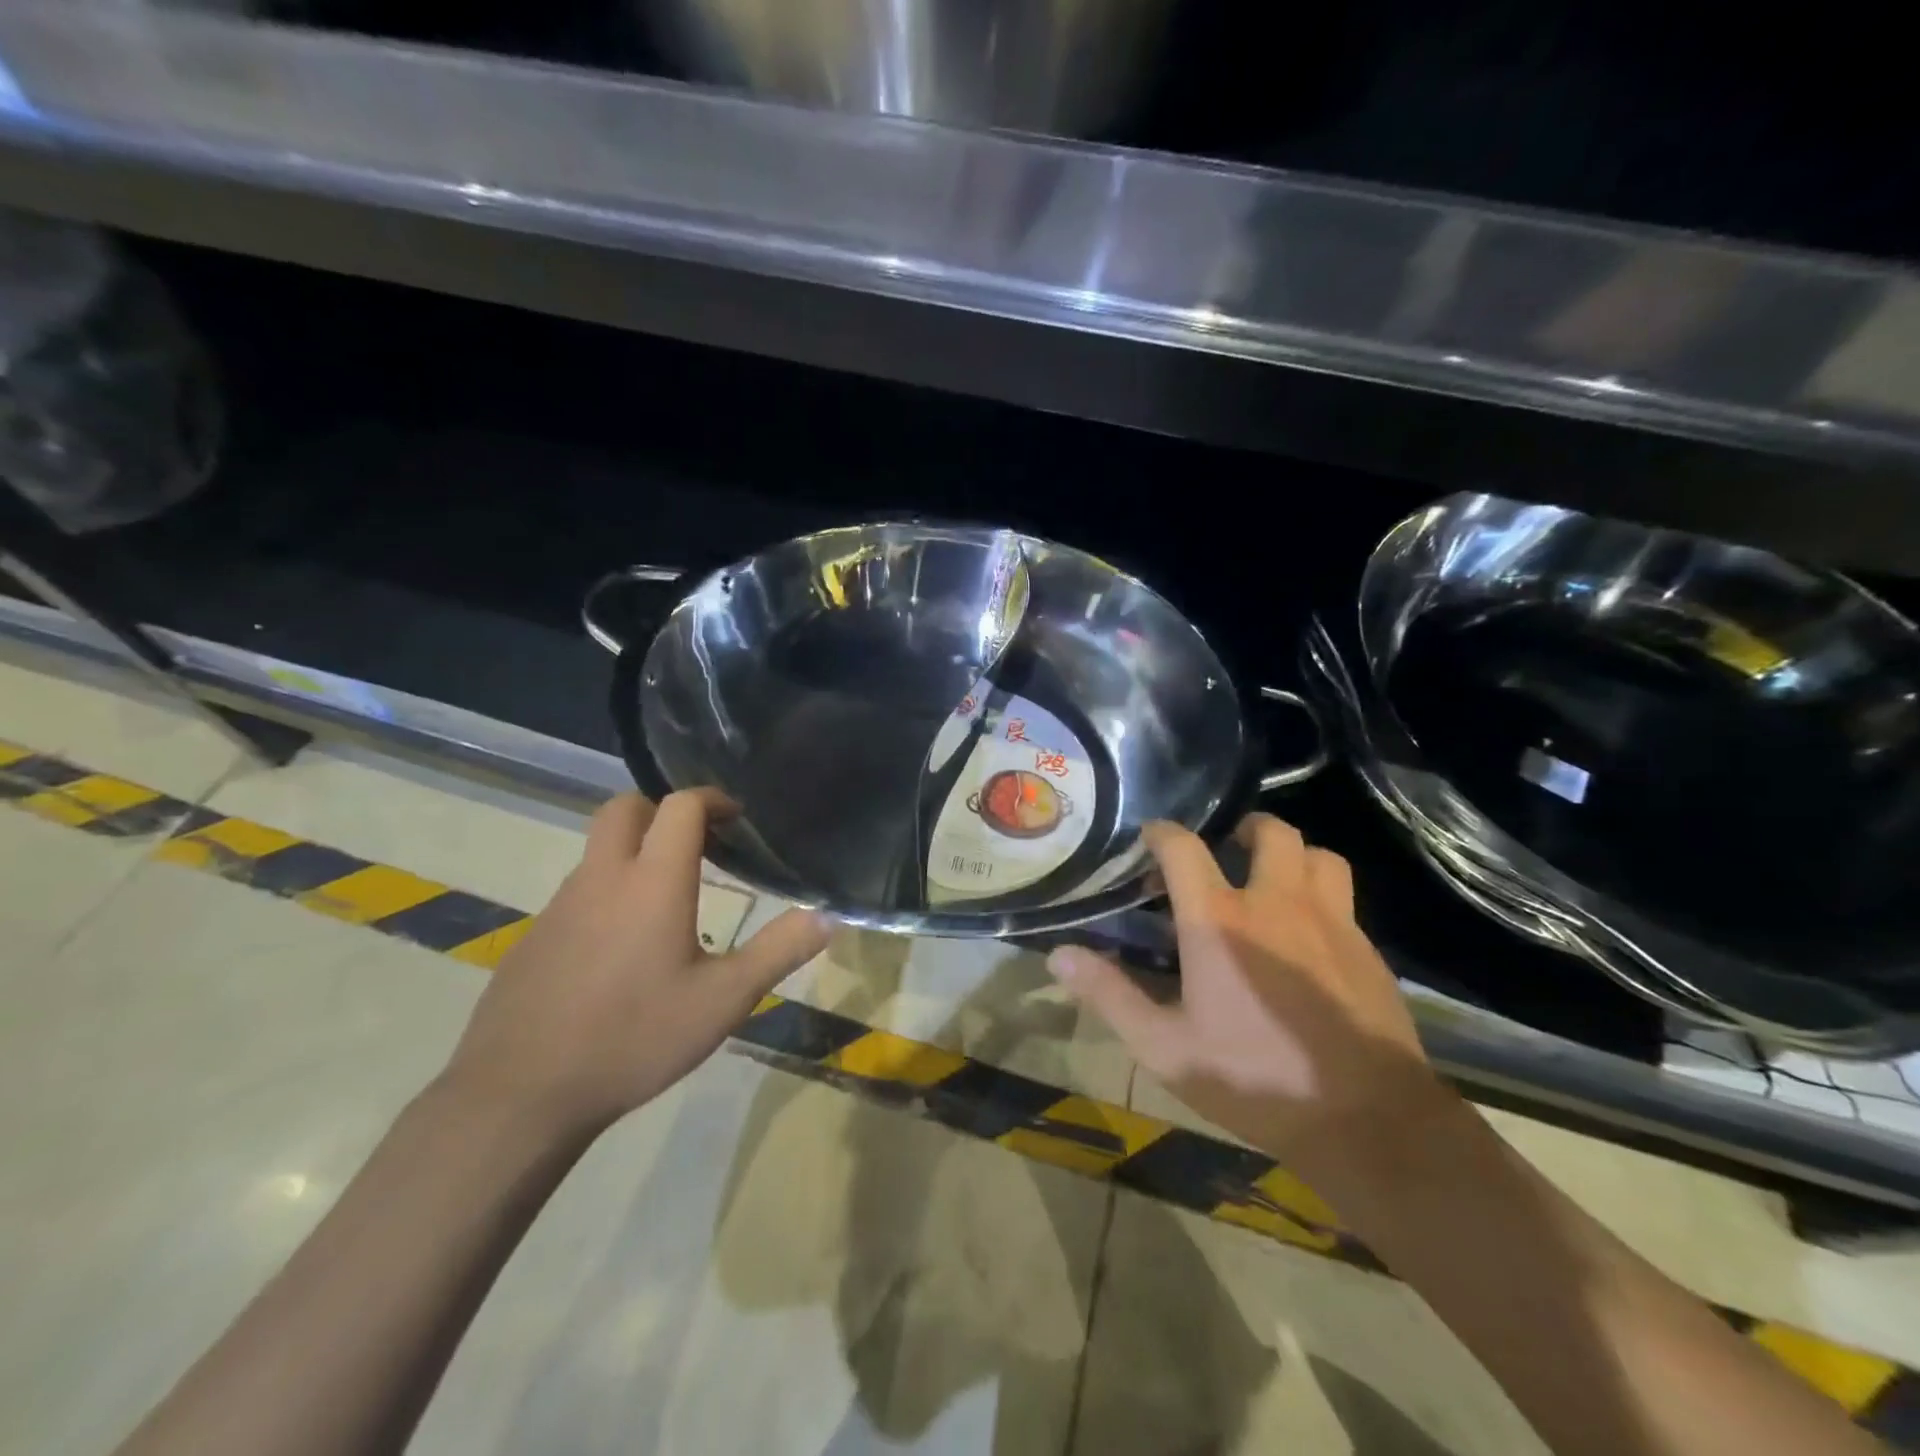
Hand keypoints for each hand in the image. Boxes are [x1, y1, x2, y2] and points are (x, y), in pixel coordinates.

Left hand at [440, 790, 832, 1138]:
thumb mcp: (723, 1001)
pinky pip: (578, 893)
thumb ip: (778, 952)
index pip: (680, 806)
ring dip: (636, 852)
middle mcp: (603, 878)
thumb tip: (827, 917)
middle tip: (698, 844)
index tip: (736, 819)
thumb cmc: (634, 1037)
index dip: (711, 799)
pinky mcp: (534, 937)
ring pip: (599, 851)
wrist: (520, 1094)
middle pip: (625, 808)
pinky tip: (623, 951)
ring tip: (670, 901)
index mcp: (653, 882)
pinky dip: (609, 893)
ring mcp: (560, 906)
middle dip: (664, 810)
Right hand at [1047, 815, 1450, 1172]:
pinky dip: (1320, 894)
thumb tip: (1058, 955)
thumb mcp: (1165, 1047)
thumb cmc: (1255, 1079)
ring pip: (1317, 854)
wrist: (1369, 1122)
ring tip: (1273, 879)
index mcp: (1219, 920)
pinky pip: (1343, 896)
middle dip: (1243, 828)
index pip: (1184, 848)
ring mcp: (1330, 921)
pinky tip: (1308, 933)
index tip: (1150, 838)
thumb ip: (1110, 995)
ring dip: (1292, 854)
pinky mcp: (1366, 948)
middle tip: (1226, 850)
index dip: (1162, 833)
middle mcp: (1276, 903)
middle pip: (1269, 832)